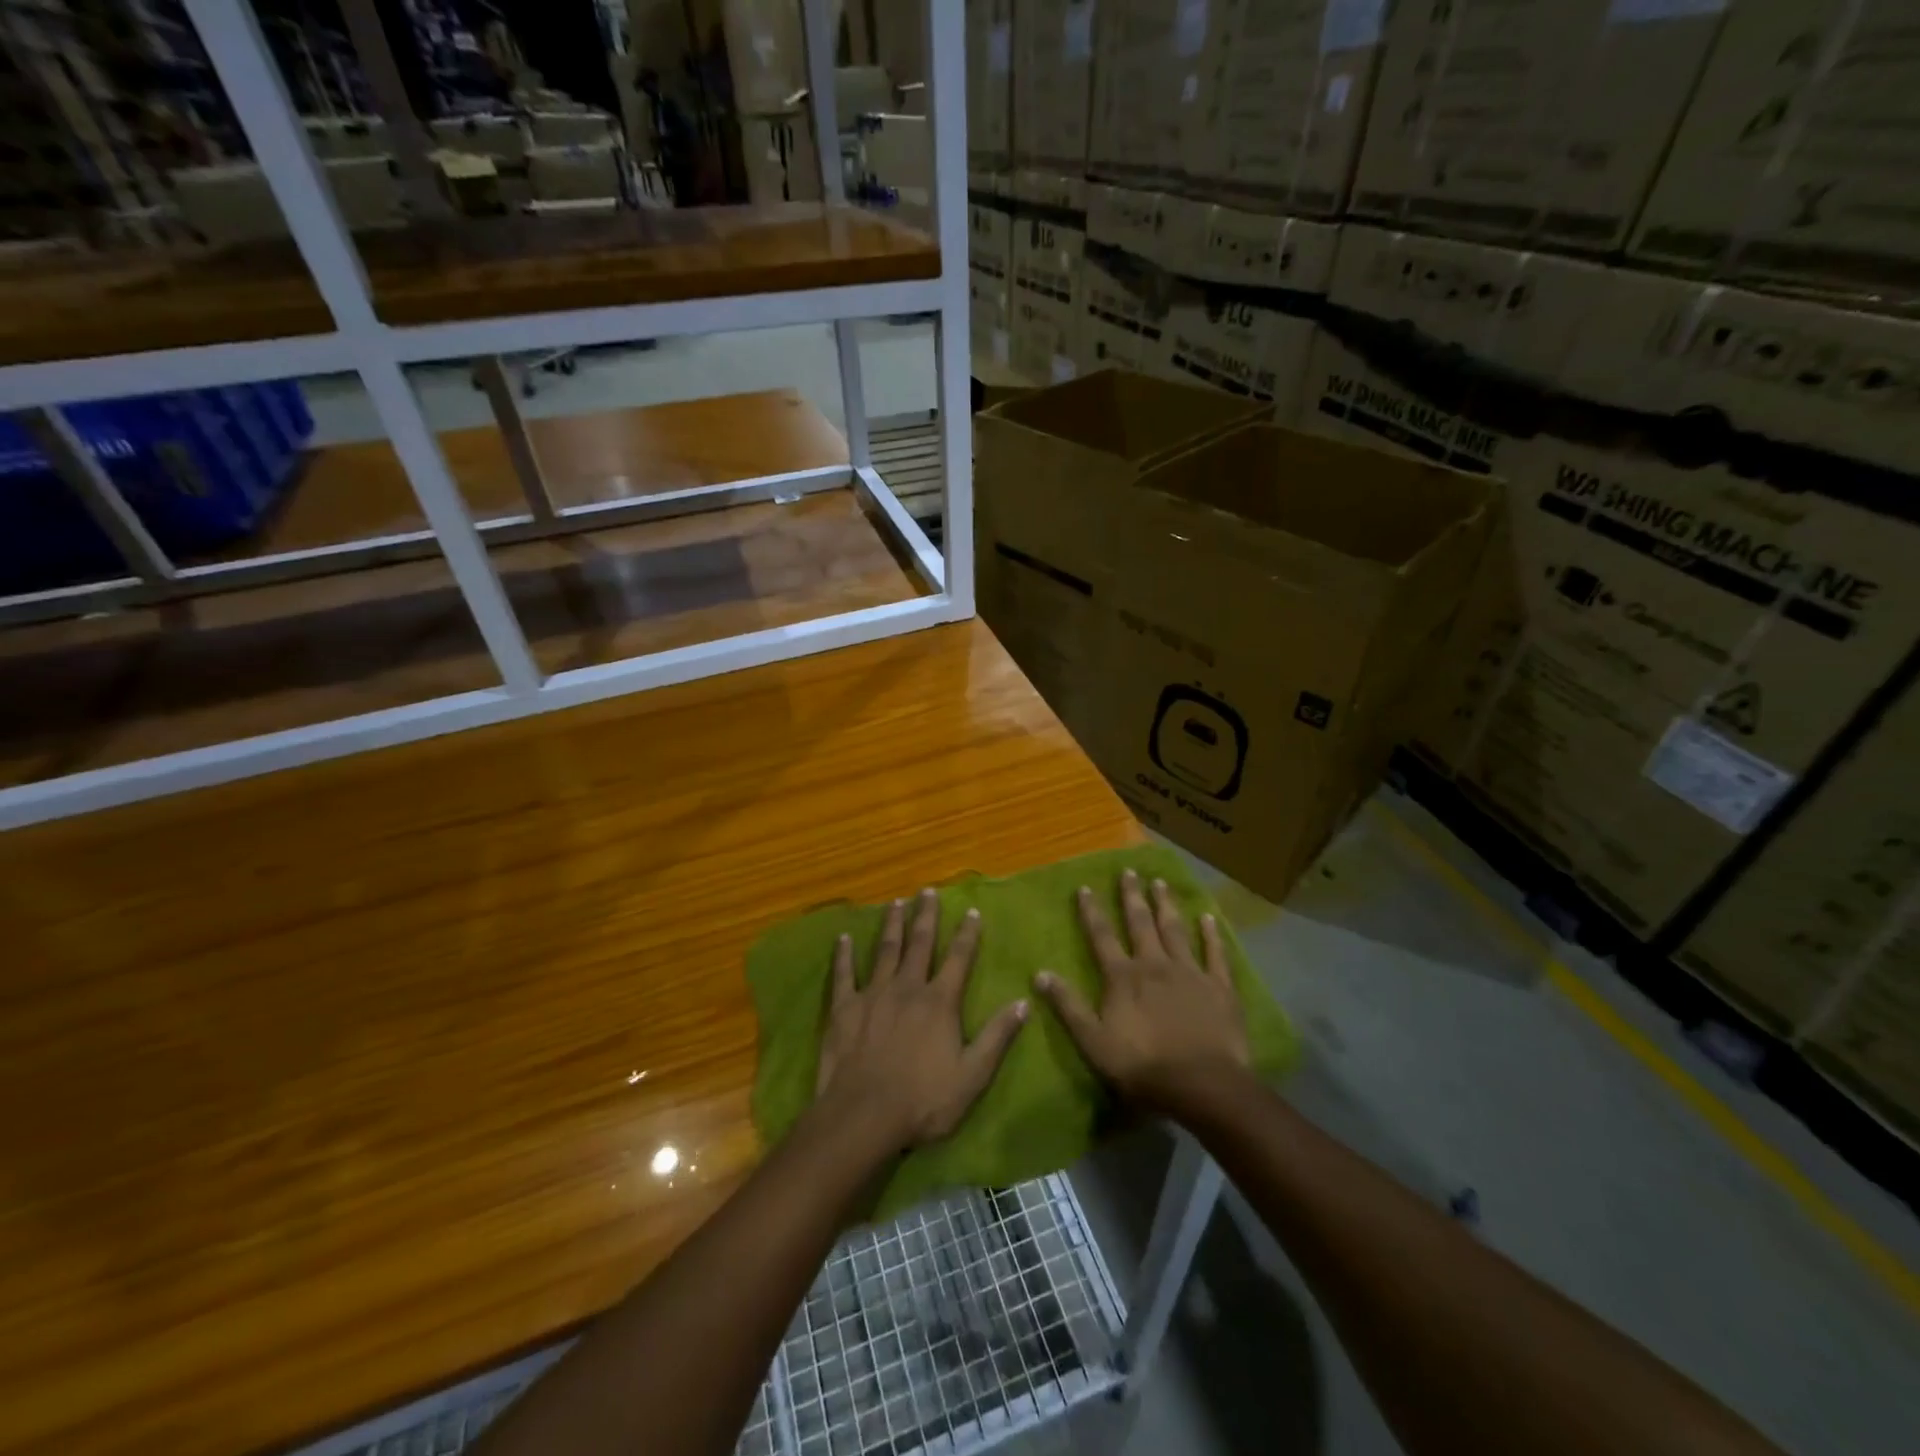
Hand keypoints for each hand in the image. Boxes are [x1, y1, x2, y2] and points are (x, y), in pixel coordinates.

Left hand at [814, 888, 1028, 1153]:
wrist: (864, 1115)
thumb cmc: (923, 1101)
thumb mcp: (972, 1075)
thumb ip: (998, 1037)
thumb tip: (1024, 1002)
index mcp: (939, 1002)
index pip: (958, 959)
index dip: (967, 934)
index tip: (971, 911)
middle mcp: (907, 988)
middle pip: (919, 944)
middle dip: (925, 916)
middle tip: (927, 891)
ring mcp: (873, 994)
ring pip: (885, 951)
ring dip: (891, 925)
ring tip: (895, 903)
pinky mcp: (844, 1008)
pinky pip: (844, 974)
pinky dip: (843, 955)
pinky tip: (843, 938)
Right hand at [1034, 868, 1249, 1112]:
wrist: (1202, 1085)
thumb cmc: (1142, 1066)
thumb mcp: (1093, 1041)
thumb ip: (1068, 1006)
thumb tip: (1039, 973)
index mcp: (1123, 977)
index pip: (1102, 936)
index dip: (1092, 911)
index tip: (1085, 887)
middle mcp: (1154, 965)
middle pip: (1140, 924)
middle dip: (1132, 896)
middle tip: (1129, 871)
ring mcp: (1190, 973)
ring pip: (1175, 930)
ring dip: (1166, 905)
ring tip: (1160, 883)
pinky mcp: (1219, 987)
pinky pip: (1214, 954)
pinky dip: (1211, 935)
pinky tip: (1208, 917)